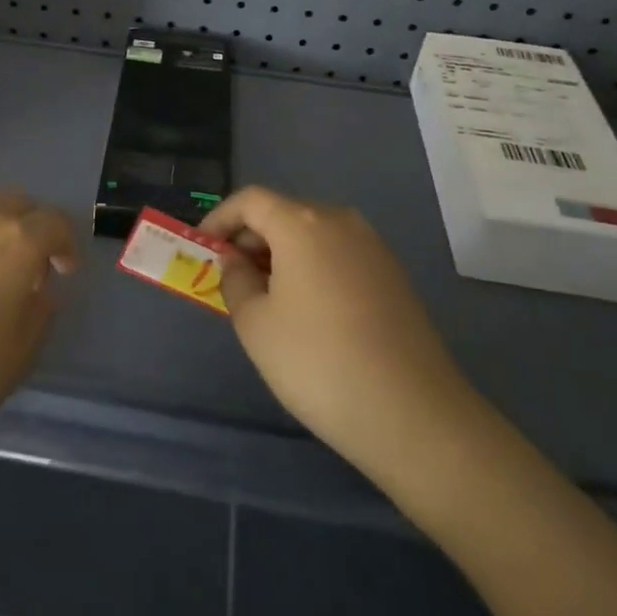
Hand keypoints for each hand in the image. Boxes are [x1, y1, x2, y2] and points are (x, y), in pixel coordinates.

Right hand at [203, 186, 479, 483]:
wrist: (414, 415)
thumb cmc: (318, 362)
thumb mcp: (255, 324)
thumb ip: (235, 281)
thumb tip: (238, 263)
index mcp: (302, 223)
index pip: (250, 200)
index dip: (220, 219)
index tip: (202, 247)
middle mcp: (340, 221)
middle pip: (283, 213)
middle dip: (250, 239)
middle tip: (230, 278)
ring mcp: (374, 247)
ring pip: (313, 236)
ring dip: (281, 256)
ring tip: (265, 299)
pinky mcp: (394, 276)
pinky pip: (339, 256)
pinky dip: (312, 269)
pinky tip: (307, 313)